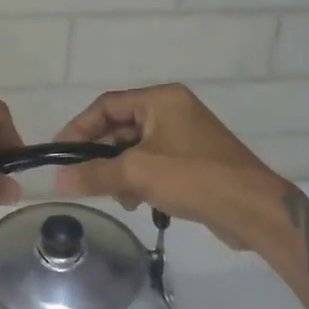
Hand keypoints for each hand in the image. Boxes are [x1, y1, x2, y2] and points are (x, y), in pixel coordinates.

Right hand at [53, 84, 289, 247]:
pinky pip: (153, 163)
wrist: (250, 207)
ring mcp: (185, 135)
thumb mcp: (136, 174)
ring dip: (119, 172)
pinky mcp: (193, 160)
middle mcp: (173, 110)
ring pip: (135, 148)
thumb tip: (57, 180)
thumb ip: (94, 174)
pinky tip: (137, 202)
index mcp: (161, 100)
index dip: (79, 127)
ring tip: (117, 196)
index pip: (107, 105)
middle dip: (101, 155)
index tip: (60, 153)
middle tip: (82, 178)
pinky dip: (140, 179)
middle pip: (120, 127)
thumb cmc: (192, 178)